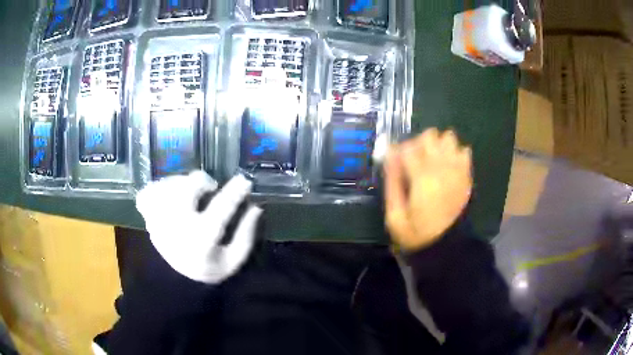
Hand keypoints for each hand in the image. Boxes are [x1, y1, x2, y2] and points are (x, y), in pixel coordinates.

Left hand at [136, 171, 261, 283]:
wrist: (176, 282)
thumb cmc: (207, 268)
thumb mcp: (233, 260)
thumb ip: (246, 235)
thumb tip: (255, 208)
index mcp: (202, 239)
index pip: (221, 208)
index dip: (235, 191)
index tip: (245, 181)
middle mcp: (178, 226)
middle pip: (188, 189)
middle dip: (203, 181)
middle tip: (209, 188)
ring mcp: (158, 220)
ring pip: (168, 185)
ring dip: (183, 183)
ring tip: (189, 192)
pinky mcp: (147, 217)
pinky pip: (149, 192)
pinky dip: (160, 188)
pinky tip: (169, 195)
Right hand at [384, 128, 471, 250]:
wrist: (447, 246)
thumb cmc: (417, 233)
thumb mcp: (395, 215)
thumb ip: (392, 183)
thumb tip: (390, 157)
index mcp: (422, 178)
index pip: (408, 147)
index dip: (399, 150)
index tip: (395, 161)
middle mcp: (442, 168)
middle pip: (430, 135)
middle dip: (419, 143)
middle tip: (414, 161)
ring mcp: (457, 170)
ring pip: (448, 138)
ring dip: (438, 145)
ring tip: (432, 161)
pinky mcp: (466, 175)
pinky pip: (464, 151)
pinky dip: (455, 153)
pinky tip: (448, 166)